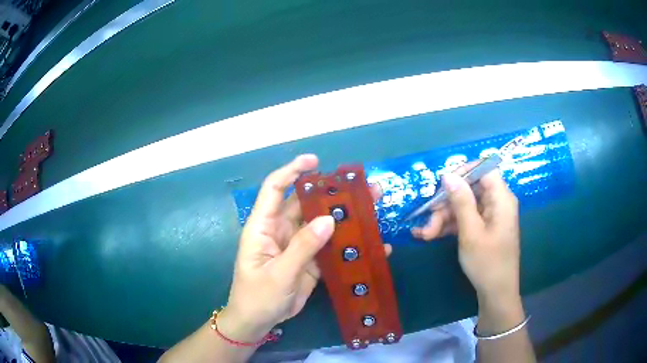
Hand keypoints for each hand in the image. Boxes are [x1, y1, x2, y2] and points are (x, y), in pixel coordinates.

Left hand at [221, 155, 390, 341]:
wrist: (259, 322)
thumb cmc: (257, 296)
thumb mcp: (278, 274)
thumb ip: (303, 247)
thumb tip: (329, 219)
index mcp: (263, 226)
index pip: (275, 189)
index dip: (292, 171)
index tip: (315, 162)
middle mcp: (281, 230)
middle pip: (307, 204)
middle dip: (332, 193)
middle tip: (363, 186)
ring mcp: (298, 245)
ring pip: (322, 224)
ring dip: (345, 216)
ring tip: (373, 205)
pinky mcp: (311, 261)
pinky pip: (330, 247)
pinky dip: (348, 244)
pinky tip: (371, 243)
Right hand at [411, 166, 519, 302]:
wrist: (496, 293)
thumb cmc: (487, 262)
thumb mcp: (471, 232)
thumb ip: (461, 201)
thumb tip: (448, 175)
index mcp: (501, 198)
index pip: (484, 169)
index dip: (463, 172)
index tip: (442, 184)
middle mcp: (496, 202)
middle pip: (470, 189)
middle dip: (446, 203)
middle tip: (427, 219)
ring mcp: (489, 216)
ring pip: (463, 205)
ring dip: (443, 218)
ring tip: (424, 234)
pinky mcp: (483, 228)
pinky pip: (465, 219)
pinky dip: (449, 226)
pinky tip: (430, 235)